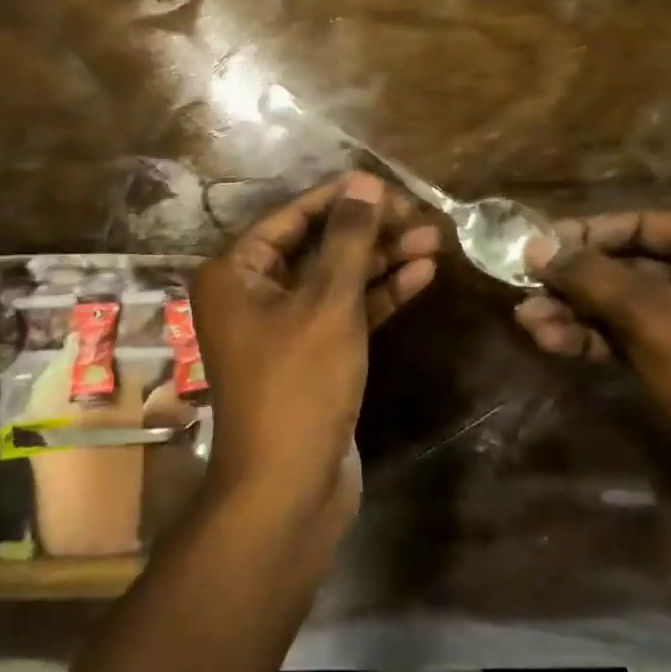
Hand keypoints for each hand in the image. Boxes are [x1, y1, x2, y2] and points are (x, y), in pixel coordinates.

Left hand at [191, 172, 439, 532]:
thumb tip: (365, 182)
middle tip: (420, 216)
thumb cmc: (298, 384)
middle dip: (370, 232)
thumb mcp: (327, 304)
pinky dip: (378, 296)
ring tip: (434, 240)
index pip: (292, 217)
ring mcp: (283, 327)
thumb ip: (349, 240)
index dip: (342, 199)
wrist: (289, 488)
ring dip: (382, 262)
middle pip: (317, 246)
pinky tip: (420, 276)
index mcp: (236, 273)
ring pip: (336, 280)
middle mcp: (252, 294)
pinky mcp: (312, 356)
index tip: (389, 186)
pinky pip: (345, 313)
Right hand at [514, 212, 670, 522]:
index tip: (540, 242)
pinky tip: (549, 342)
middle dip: (575, 281)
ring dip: (575, 313)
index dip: (590, 232)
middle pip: (631, 267)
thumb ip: (591, 276)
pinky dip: (592, 339)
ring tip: (526, 321)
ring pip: (624, 307)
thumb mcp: (652, 317)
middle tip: (523, 284)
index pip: (648, 224)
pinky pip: (629, 339)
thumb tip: (536, 246)